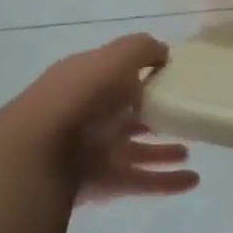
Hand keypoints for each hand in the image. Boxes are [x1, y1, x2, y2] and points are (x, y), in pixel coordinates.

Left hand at [9, 35, 200, 202]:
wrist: (39, 155)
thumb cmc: (80, 96)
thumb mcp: (115, 58)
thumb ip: (142, 50)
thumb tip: (164, 54)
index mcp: (86, 82)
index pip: (116, 75)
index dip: (142, 74)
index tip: (173, 77)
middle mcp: (89, 116)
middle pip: (127, 115)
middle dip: (152, 115)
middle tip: (182, 115)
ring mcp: (95, 151)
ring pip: (136, 150)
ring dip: (162, 152)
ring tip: (188, 151)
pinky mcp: (104, 183)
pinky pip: (142, 181)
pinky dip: (167, 182)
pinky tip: (192, 181)